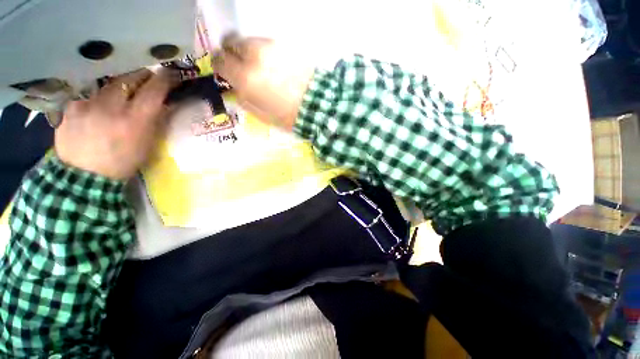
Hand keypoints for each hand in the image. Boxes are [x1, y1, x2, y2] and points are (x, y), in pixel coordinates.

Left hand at [55, 69, 178, 179]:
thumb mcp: (144, 149)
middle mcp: (111, 106)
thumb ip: (156, 121)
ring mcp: (88, 104)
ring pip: (108, 85)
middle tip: (139, 86)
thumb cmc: (118, 168)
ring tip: (108, 106)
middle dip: (139, 79)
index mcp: (133, 120)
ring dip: (112, 92)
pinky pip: (87, 96)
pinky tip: (88, 115)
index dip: (165, 78)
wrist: (82, 186)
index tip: (167, 77)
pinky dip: (90, 103)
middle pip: (131, 76)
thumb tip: (167, 100)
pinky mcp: (71, 109)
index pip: (157, 84)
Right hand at [212, 35, 314, 130]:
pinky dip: (261, 49)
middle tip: (232, 58)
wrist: (318, 102)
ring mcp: (271, 47)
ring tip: (252, 60)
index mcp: (244, 75)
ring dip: (245, 47)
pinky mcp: (285, 44)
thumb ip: (238, 93)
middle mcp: (255, 55)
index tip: (219, 66)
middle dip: (229, 48)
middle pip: (232, 41)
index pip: (219, 59)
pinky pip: (265, 42)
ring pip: (249, 39)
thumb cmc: (284, 113)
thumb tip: (232, 83)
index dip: (216, 62)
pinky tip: (268, 60)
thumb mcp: (254, 109)